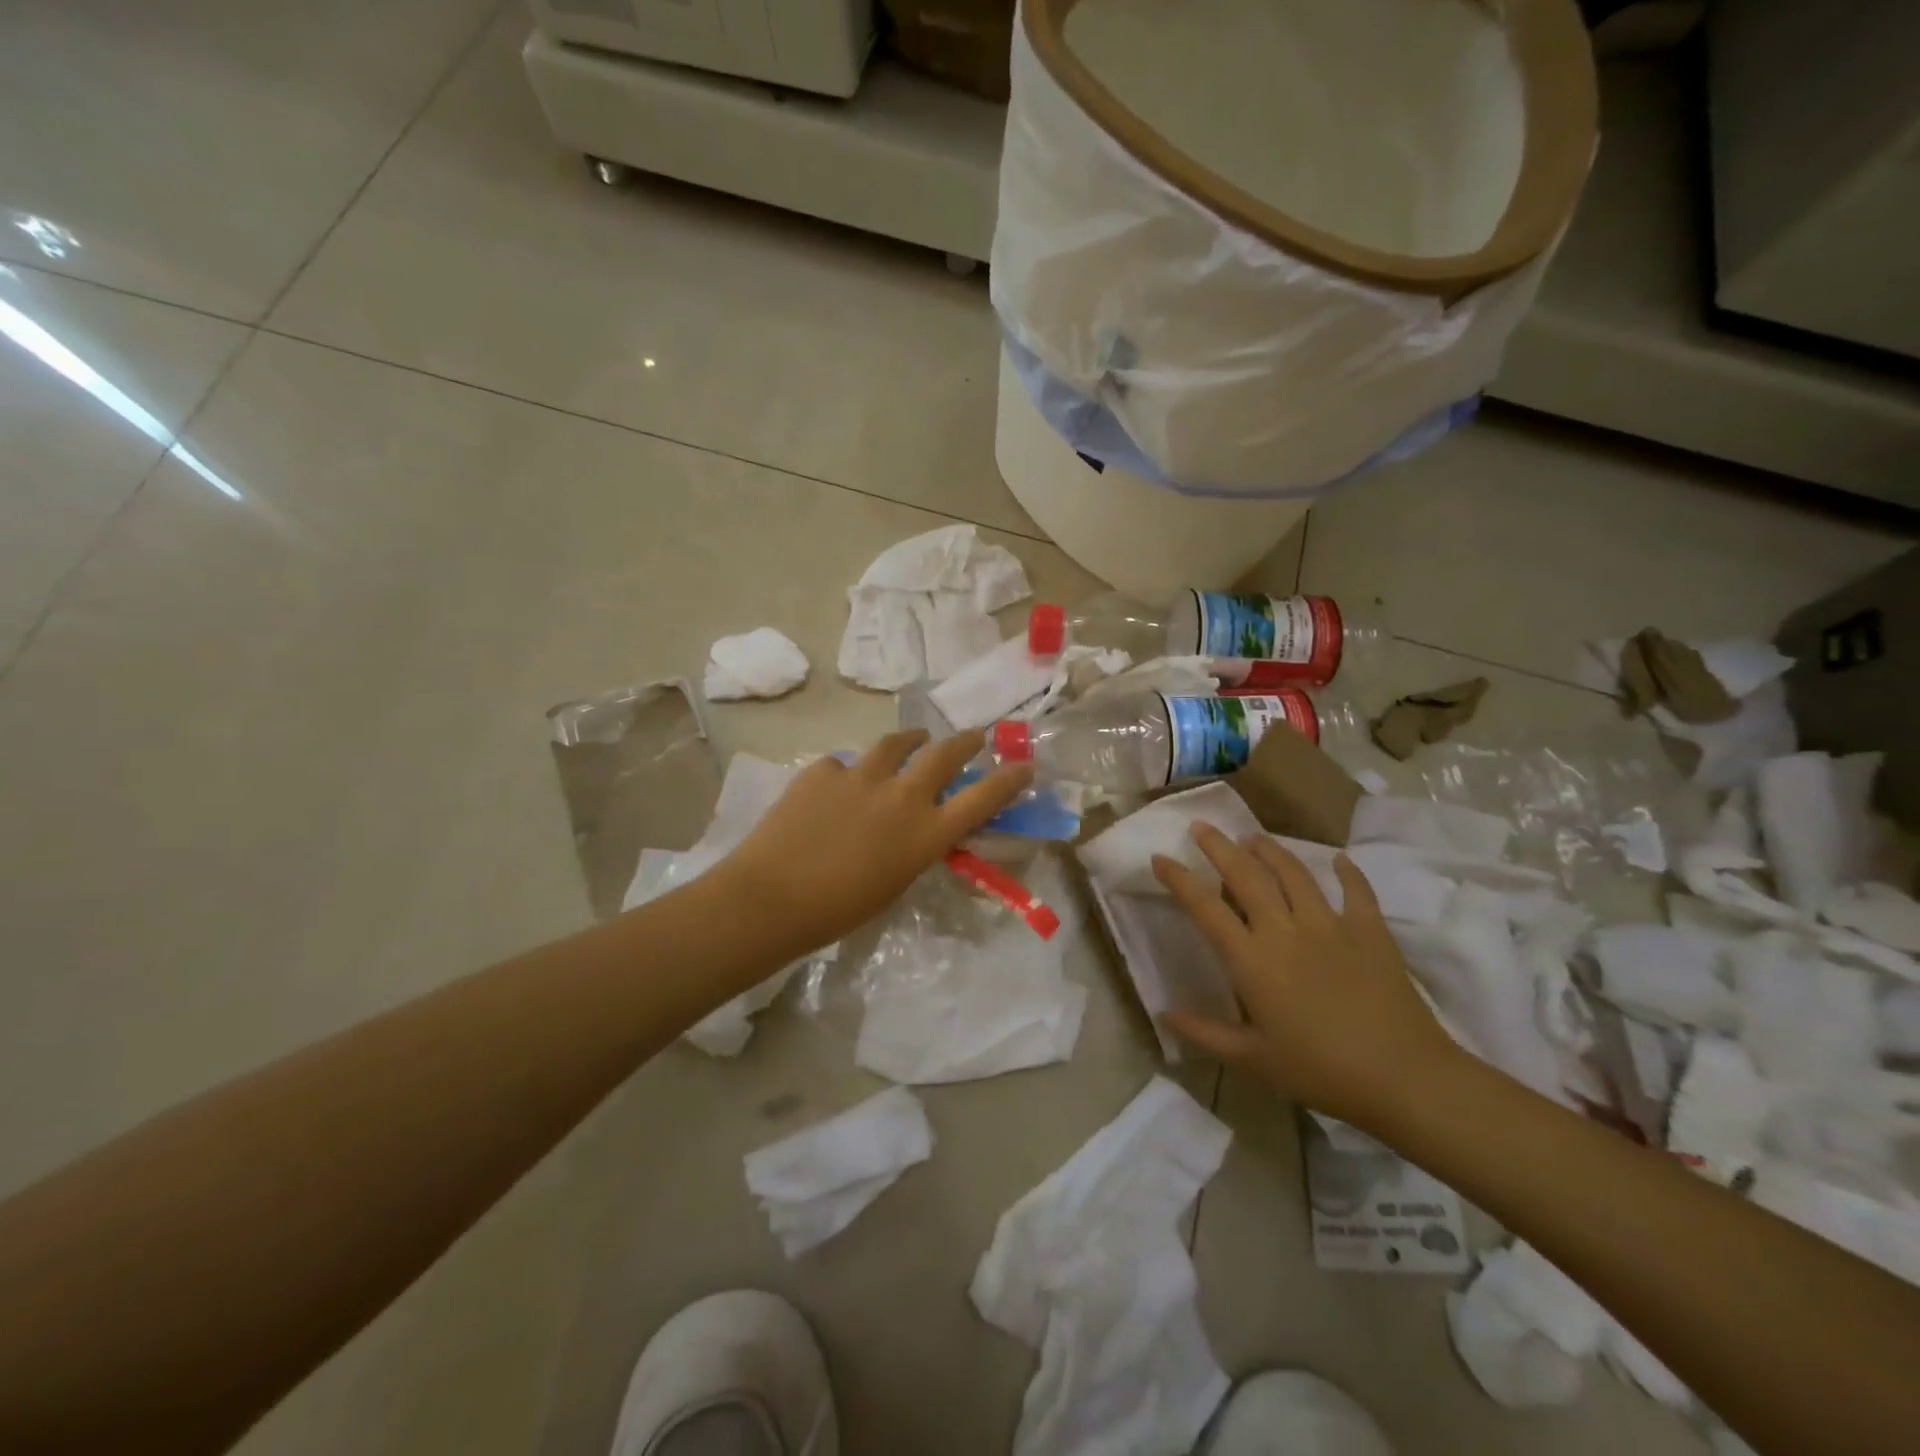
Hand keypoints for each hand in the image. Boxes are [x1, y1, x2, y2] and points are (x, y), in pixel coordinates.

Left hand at [721, 729, 1032, 953]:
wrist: (772, 897)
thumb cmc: (839, 910)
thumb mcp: (895, 882)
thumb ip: (914, 848)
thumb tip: (917, 829)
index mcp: (925, 832)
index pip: (982, 798)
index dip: (1008, 779)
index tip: (1024, 764)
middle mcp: (902, 795)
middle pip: (945, 754)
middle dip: (965, 742)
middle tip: (974, 736)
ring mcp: (861, 776)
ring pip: (896, 743)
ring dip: (911, 740)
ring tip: (914, 739)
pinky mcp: (823, 770)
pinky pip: (844, 765)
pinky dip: (849, 774)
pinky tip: (837, 787)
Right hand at [1152, 826, 1461, 1127]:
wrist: (1403, 1077)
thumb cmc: (1319, 1070)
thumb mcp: (1252, 1060)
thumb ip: (1204, 1032)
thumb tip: (1163, 1013)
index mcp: (1251, 959)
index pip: (1205, 907)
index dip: (1179, 879)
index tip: (1160, 858)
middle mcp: (1284, 930)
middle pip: (1245, 875)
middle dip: (1219, 847)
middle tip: (1202, 827)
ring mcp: (1329, 925)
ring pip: (1293, 873)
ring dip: (1269, 850)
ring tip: (1253, 837)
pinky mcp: (1369, 931)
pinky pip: (1357, 891)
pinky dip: (1347, 872)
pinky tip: (1339, 859)